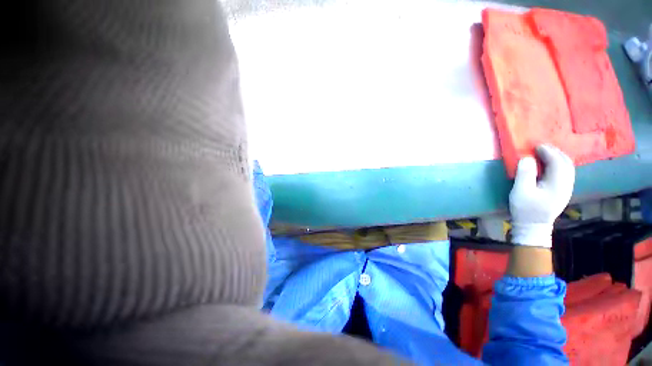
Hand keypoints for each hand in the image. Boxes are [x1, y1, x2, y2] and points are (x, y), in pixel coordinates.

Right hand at [509, 144, 574, 247]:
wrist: (533, 226)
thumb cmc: (525, 209)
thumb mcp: (520, 192)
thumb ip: (524, 174)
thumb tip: (527, 158)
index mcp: (558, 184)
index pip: (557, 162)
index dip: (548, 152)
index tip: (536, 146)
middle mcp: (567, 184)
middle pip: (566, 163)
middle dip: (555, 152)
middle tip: (540, 147)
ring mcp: (566, 189)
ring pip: (567, 168)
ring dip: (557, 158)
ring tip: (544, 154)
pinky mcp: (563, 191)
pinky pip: (565, 173)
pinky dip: (558, 165)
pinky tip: (549, 165)